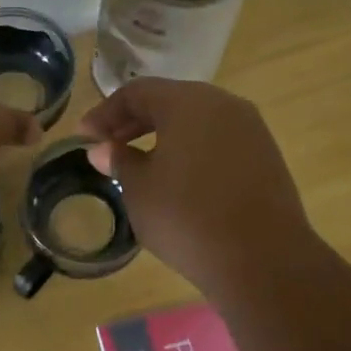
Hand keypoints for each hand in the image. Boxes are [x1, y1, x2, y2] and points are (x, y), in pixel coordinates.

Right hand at [78, 78, 313, 294]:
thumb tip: (104, 149)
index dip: (105, 113)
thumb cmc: (186, 217)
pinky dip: (192, 150)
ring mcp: (250, 129)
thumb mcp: (139, 190)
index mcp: (187, 102)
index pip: (136, 93)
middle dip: (134, 122)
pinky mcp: (266, 155)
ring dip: (164, 136)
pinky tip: (179, 179)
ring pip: (197, 121)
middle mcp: (222, 104)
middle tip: (108, 147)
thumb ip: (119, 161)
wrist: (262, 258)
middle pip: (169, 101)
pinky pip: (218, 141)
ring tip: (141, 164)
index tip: (84, 136)